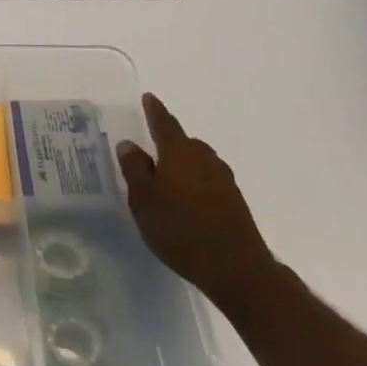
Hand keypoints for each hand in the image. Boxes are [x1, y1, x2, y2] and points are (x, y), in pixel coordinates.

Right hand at [116, 93, 281, 315]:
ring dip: (182, 165)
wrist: (236, 268)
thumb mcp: (144, 200)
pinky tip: (186, 201)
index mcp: (179, 152)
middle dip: (167, 143)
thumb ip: (135, 169)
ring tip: (166, 179)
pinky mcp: (234, 200)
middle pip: (183, 142)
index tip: (149, 97)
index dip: (154, 110)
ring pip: (197, 162)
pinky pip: (207, 180)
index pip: (164, 123)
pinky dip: (195, 183)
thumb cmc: (180, 229)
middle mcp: (204, 157)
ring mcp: (223, 179)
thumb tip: (130, 144)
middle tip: (149, 151)